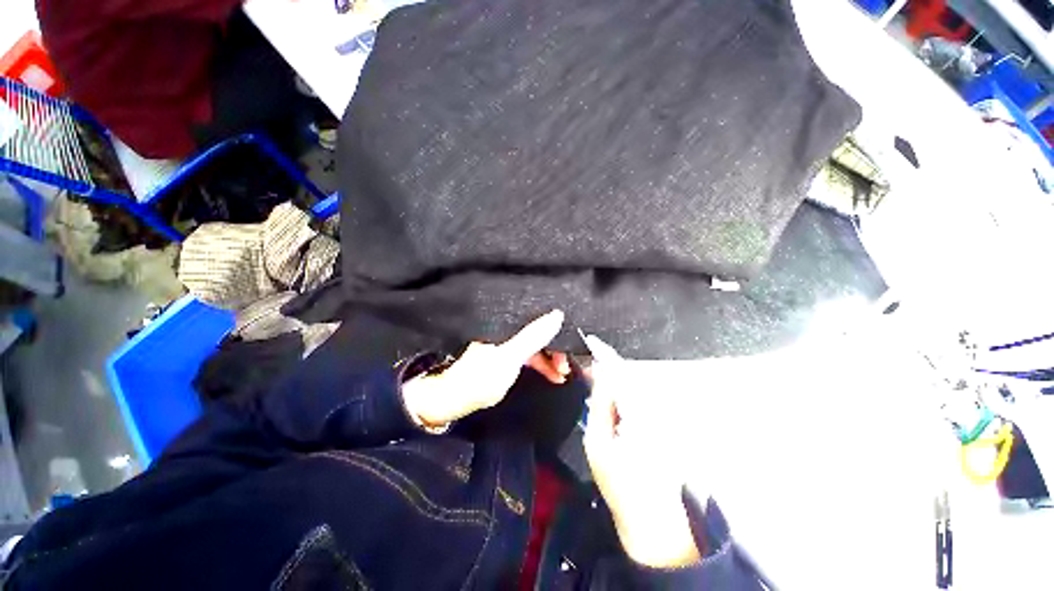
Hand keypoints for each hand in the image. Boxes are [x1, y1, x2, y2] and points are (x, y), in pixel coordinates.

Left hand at [402, 310, 567, 427]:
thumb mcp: (510, 357)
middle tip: (567, 367)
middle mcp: (508, 329)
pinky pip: (530, 355)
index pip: (540, 320)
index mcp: (507, 324)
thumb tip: (557, 314)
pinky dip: (541, 365)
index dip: (557, 333)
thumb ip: (533, 337)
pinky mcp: (507, 355)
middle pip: (539, 333)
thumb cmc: (480, 377)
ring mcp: (508, 343)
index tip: (571, 349)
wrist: (453, 398)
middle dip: (555, 349)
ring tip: (562, 375)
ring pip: (536, 346)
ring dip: (550, 360)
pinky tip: (551, 375)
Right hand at [583, 337, 701, 568]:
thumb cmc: (621, 486)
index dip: (605, 354)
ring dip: (616, 380)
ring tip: (596, 383)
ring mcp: (664, 417)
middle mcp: (658, 409)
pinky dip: (625, 392)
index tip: (591, 341)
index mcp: (641, 414)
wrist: (653, 521)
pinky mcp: (665, 424)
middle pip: (630, 375)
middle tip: (588, 368)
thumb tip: (599, 375)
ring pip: (636, 386)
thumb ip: (600, 404)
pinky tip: (613, 399)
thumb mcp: (598, 444)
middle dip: (608, 367)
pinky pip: (641, 398)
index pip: (622, 372)